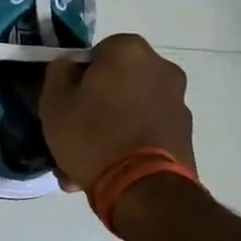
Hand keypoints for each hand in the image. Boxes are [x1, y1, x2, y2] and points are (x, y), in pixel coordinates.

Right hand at [40, 34, 196, 190]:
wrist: (143, 191)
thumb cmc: (92, 134)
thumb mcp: (54, 99)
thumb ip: (59, 72)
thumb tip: (70, 67)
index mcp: (130, 50)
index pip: (95, 54)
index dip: (77, 79)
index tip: (66, 103)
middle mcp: (162, 68)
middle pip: (116, 83)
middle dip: (96, 106)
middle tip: (73, 134)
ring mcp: (178, 103)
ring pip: (130, 110)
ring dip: (111, 128)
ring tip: (86, 163)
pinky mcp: (186, 136)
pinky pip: (146, 132)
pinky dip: (130, 145)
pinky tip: (108, 171)